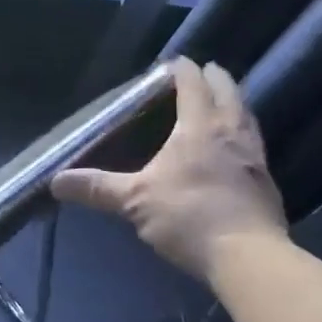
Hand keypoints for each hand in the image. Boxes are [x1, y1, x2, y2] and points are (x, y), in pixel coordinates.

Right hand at [52, 57, 286, 281]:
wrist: (249, 258)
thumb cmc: (189, 216)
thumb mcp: (134, 201)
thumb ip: (97, 187)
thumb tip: (55, 181)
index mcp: (200, 127)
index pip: (194, 84)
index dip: (183, 69)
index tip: (172, 63)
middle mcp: (232, 132)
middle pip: (229, 92)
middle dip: (215, 78)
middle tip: (201, 73)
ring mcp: (254, 157)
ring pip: (247, 116)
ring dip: (233, 103)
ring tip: (220, 103)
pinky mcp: (266, 182)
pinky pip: (253, 143)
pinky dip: (242, 133)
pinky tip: (232, 148)